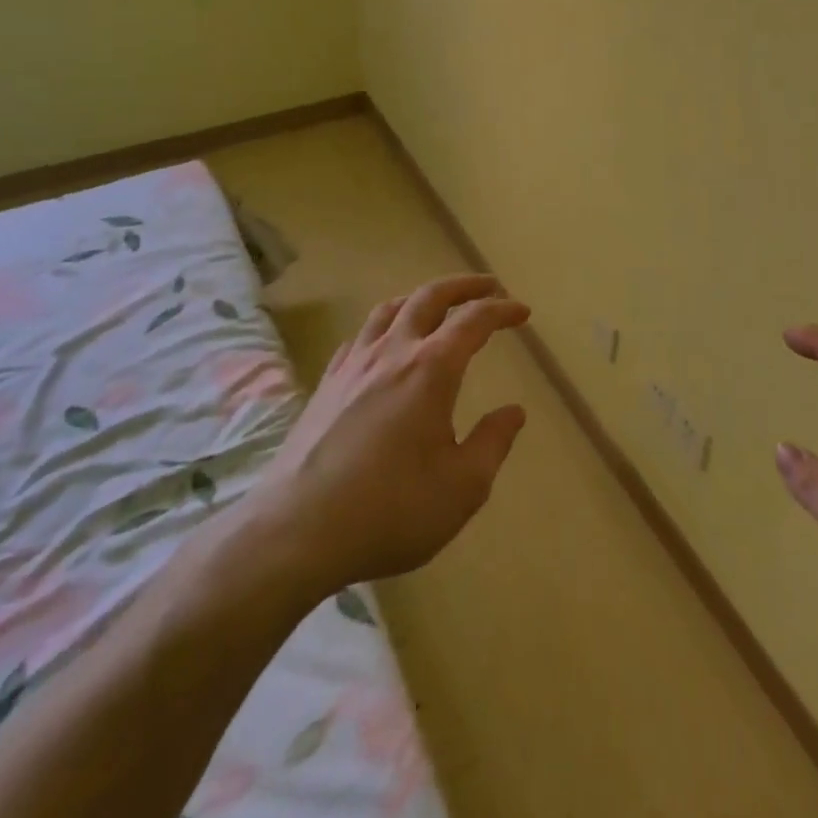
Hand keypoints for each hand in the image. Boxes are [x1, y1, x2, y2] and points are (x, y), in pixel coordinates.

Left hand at [227, 275, 529, 602]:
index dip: (502, 310)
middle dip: (463, 286)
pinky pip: (359, 338)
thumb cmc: (391, 509)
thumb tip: (513, 412)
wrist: (296, 532)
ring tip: (437, 305)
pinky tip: (383, 346)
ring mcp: (353, 366)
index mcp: (431, 369)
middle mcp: (392, 353)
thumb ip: (493, 443)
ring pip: (389, 309)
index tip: (522, 312)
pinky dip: (383, 327)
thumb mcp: (462, 487)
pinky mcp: (325, 385)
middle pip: (429, 297)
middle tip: (488, 287)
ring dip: (420, 298)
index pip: (474, 320)